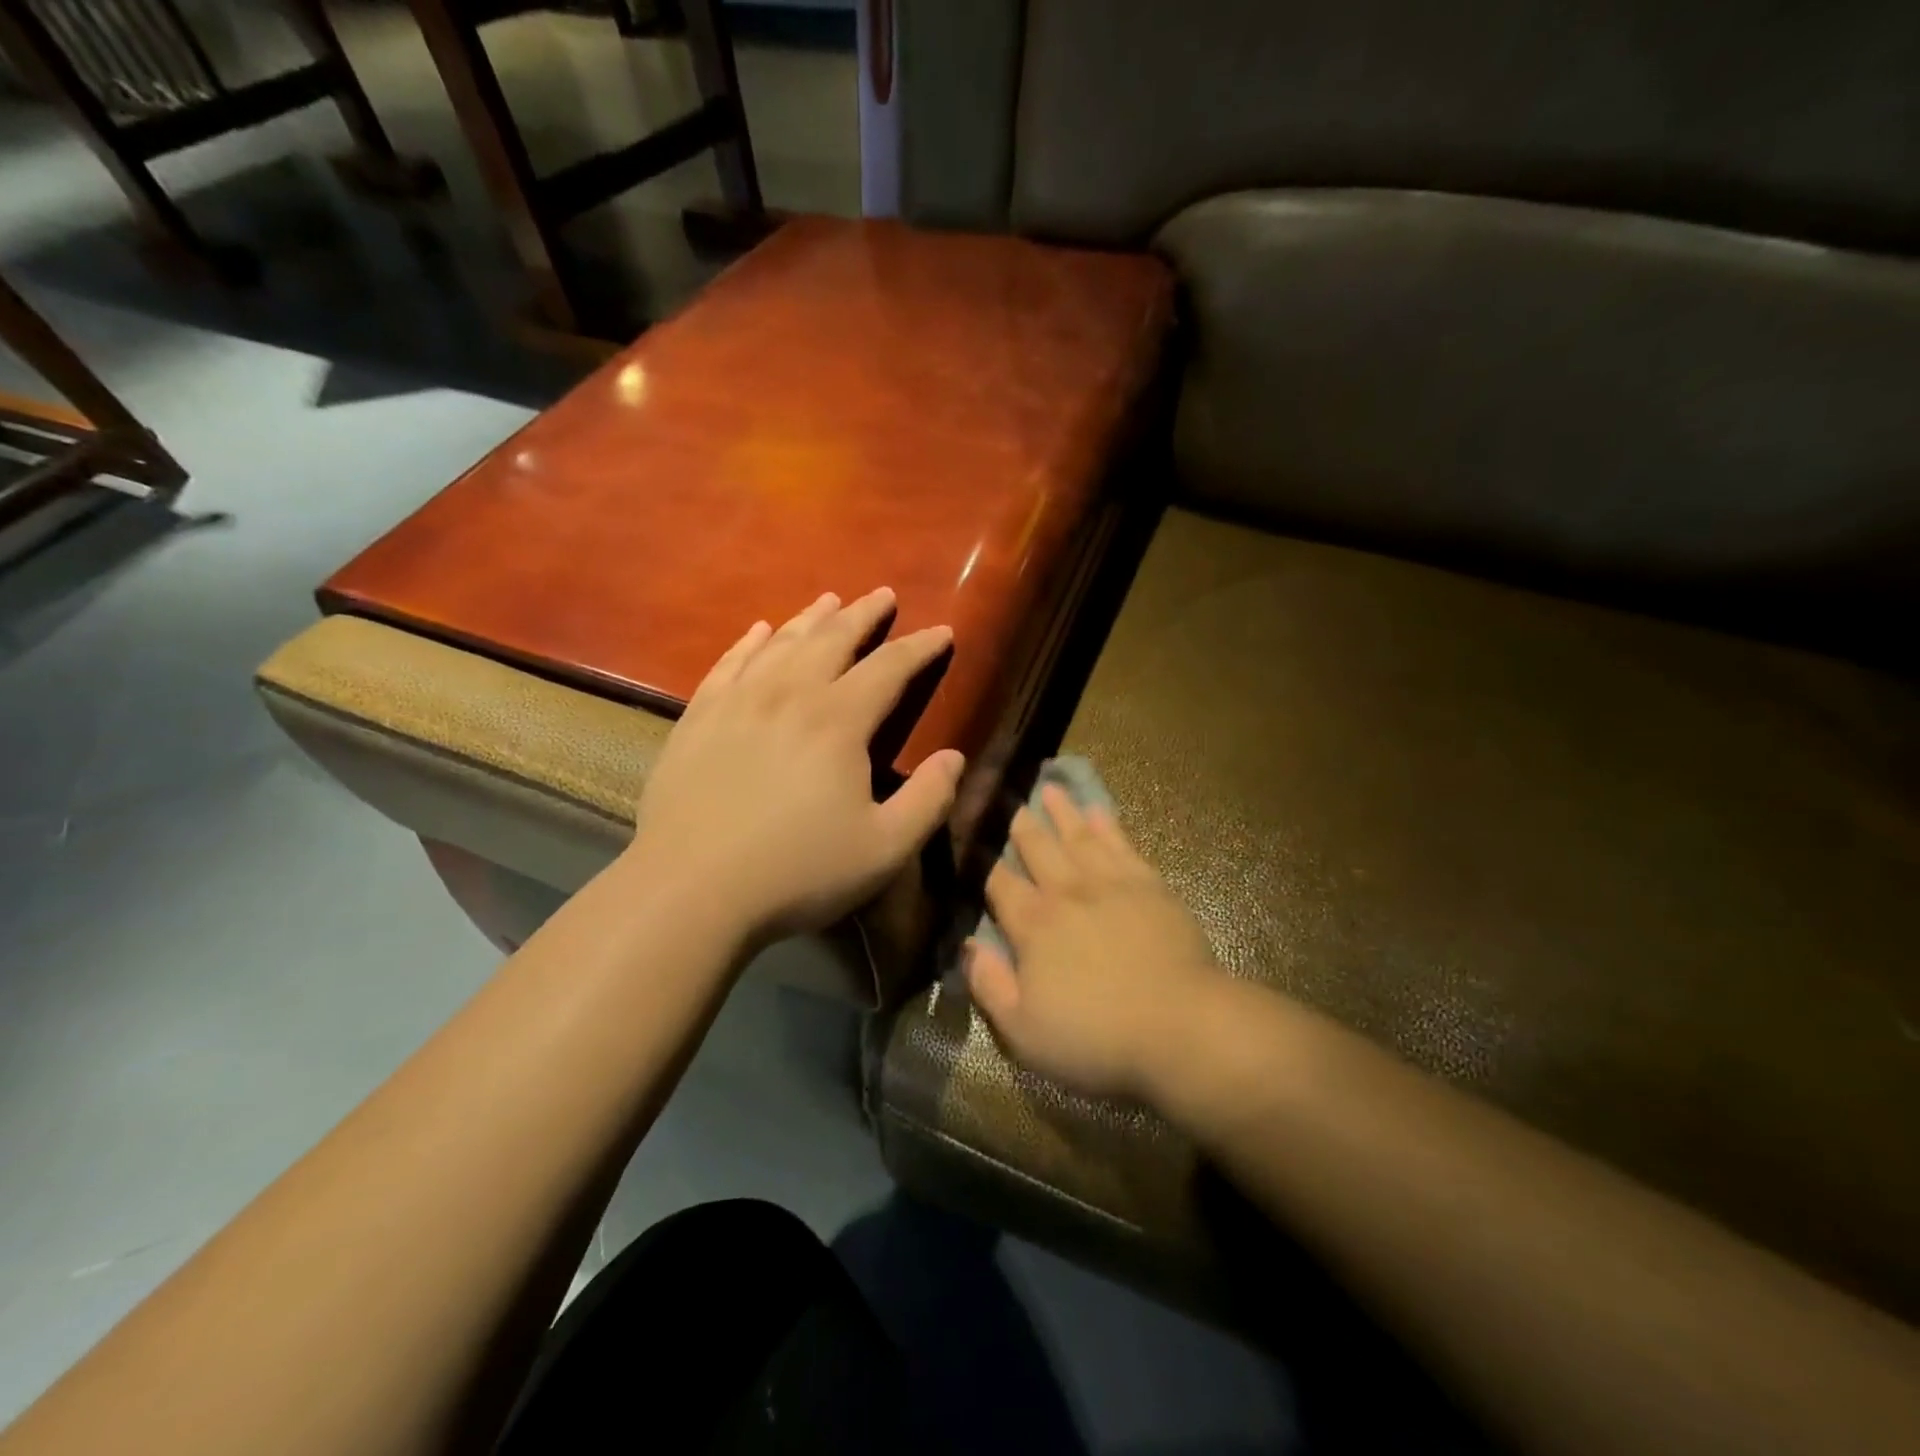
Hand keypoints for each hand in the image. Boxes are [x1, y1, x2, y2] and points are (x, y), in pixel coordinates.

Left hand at [626, 588, 962, 949]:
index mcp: (838, 721)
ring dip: (810, 619)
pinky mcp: (697, 720)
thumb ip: (929, 800)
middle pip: (833, 639)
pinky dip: (748, 643)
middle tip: (883, 595)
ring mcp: (737, 703)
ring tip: (829, 600)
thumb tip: (955, 757)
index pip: (890, 668)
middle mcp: (789, 695)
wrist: (690, 891)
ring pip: (781, 644)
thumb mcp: (885, 848)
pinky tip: (757, 631)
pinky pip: (728, 664)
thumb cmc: (797, 872)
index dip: (919, 647)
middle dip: (863, 614)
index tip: (941, 630)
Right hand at [966, 784, 1223, 1100]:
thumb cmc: (1096, 1037)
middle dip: (1020, 824)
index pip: (999, 884)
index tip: (973, 841)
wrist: (1181, 1027)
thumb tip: (966, 946)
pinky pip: (1122, 844)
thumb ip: (989, 985)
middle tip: (1008, 799)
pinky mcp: (1149, 884)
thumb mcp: (1023, 1031)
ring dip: (1062, 812)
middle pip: (1037, 847)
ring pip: (1078, 836)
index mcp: (1033, 924)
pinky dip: (1107, 824)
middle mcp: (1067, 891)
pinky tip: (1100, 810)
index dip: (982, 863)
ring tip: (1050, 788)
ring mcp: (1110, 883)